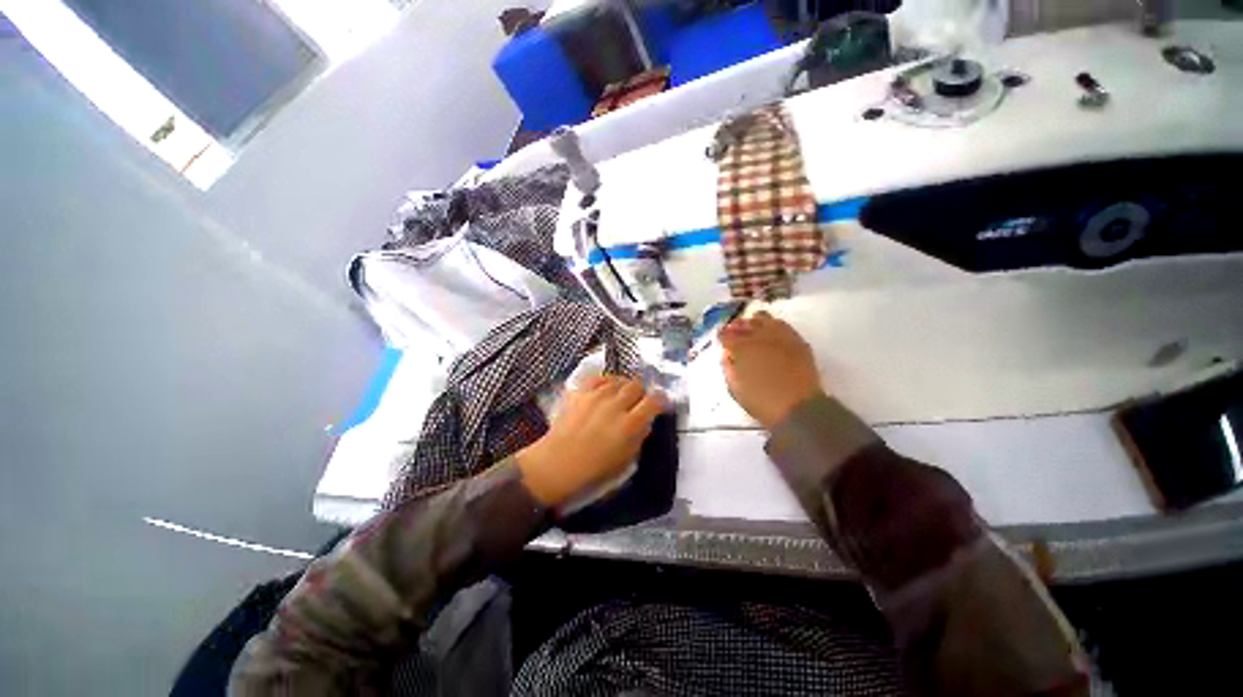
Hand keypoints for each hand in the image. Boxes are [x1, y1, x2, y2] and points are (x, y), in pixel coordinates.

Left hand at [517, 376, 664, 506]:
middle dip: (641, 392)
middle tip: (638, 401)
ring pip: (619, 380)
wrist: (558, 462)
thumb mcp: (626, 459)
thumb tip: (646, 420)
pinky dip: (607, 381)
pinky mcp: (581, 392)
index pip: (654, 401)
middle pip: (636, 385)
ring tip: (622, 395)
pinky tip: (608, 388)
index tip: (659, 402)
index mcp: (629, 425)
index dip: (660, 400)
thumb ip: (640, 436)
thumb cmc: (595, 467)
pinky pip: (599, 378)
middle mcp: (615, 405)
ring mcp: (597, 396)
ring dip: (624, 387)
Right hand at [720, 311, 822, 429]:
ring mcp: (781, 337)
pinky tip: (771, 333)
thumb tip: (727, 354)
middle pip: (745, 323)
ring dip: (756, 323)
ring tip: (753, 329)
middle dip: (738, 326)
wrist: (798, 409)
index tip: (720, 338)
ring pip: (765, 319)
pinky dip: (774, 326)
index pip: (726, 335)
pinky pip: (783, 326)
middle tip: (735, 332)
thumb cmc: (762, 402)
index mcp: (742, 349)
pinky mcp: (797, 342)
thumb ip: (728, 367)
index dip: (722, 335)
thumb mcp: (735, 388)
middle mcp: (760, 337)